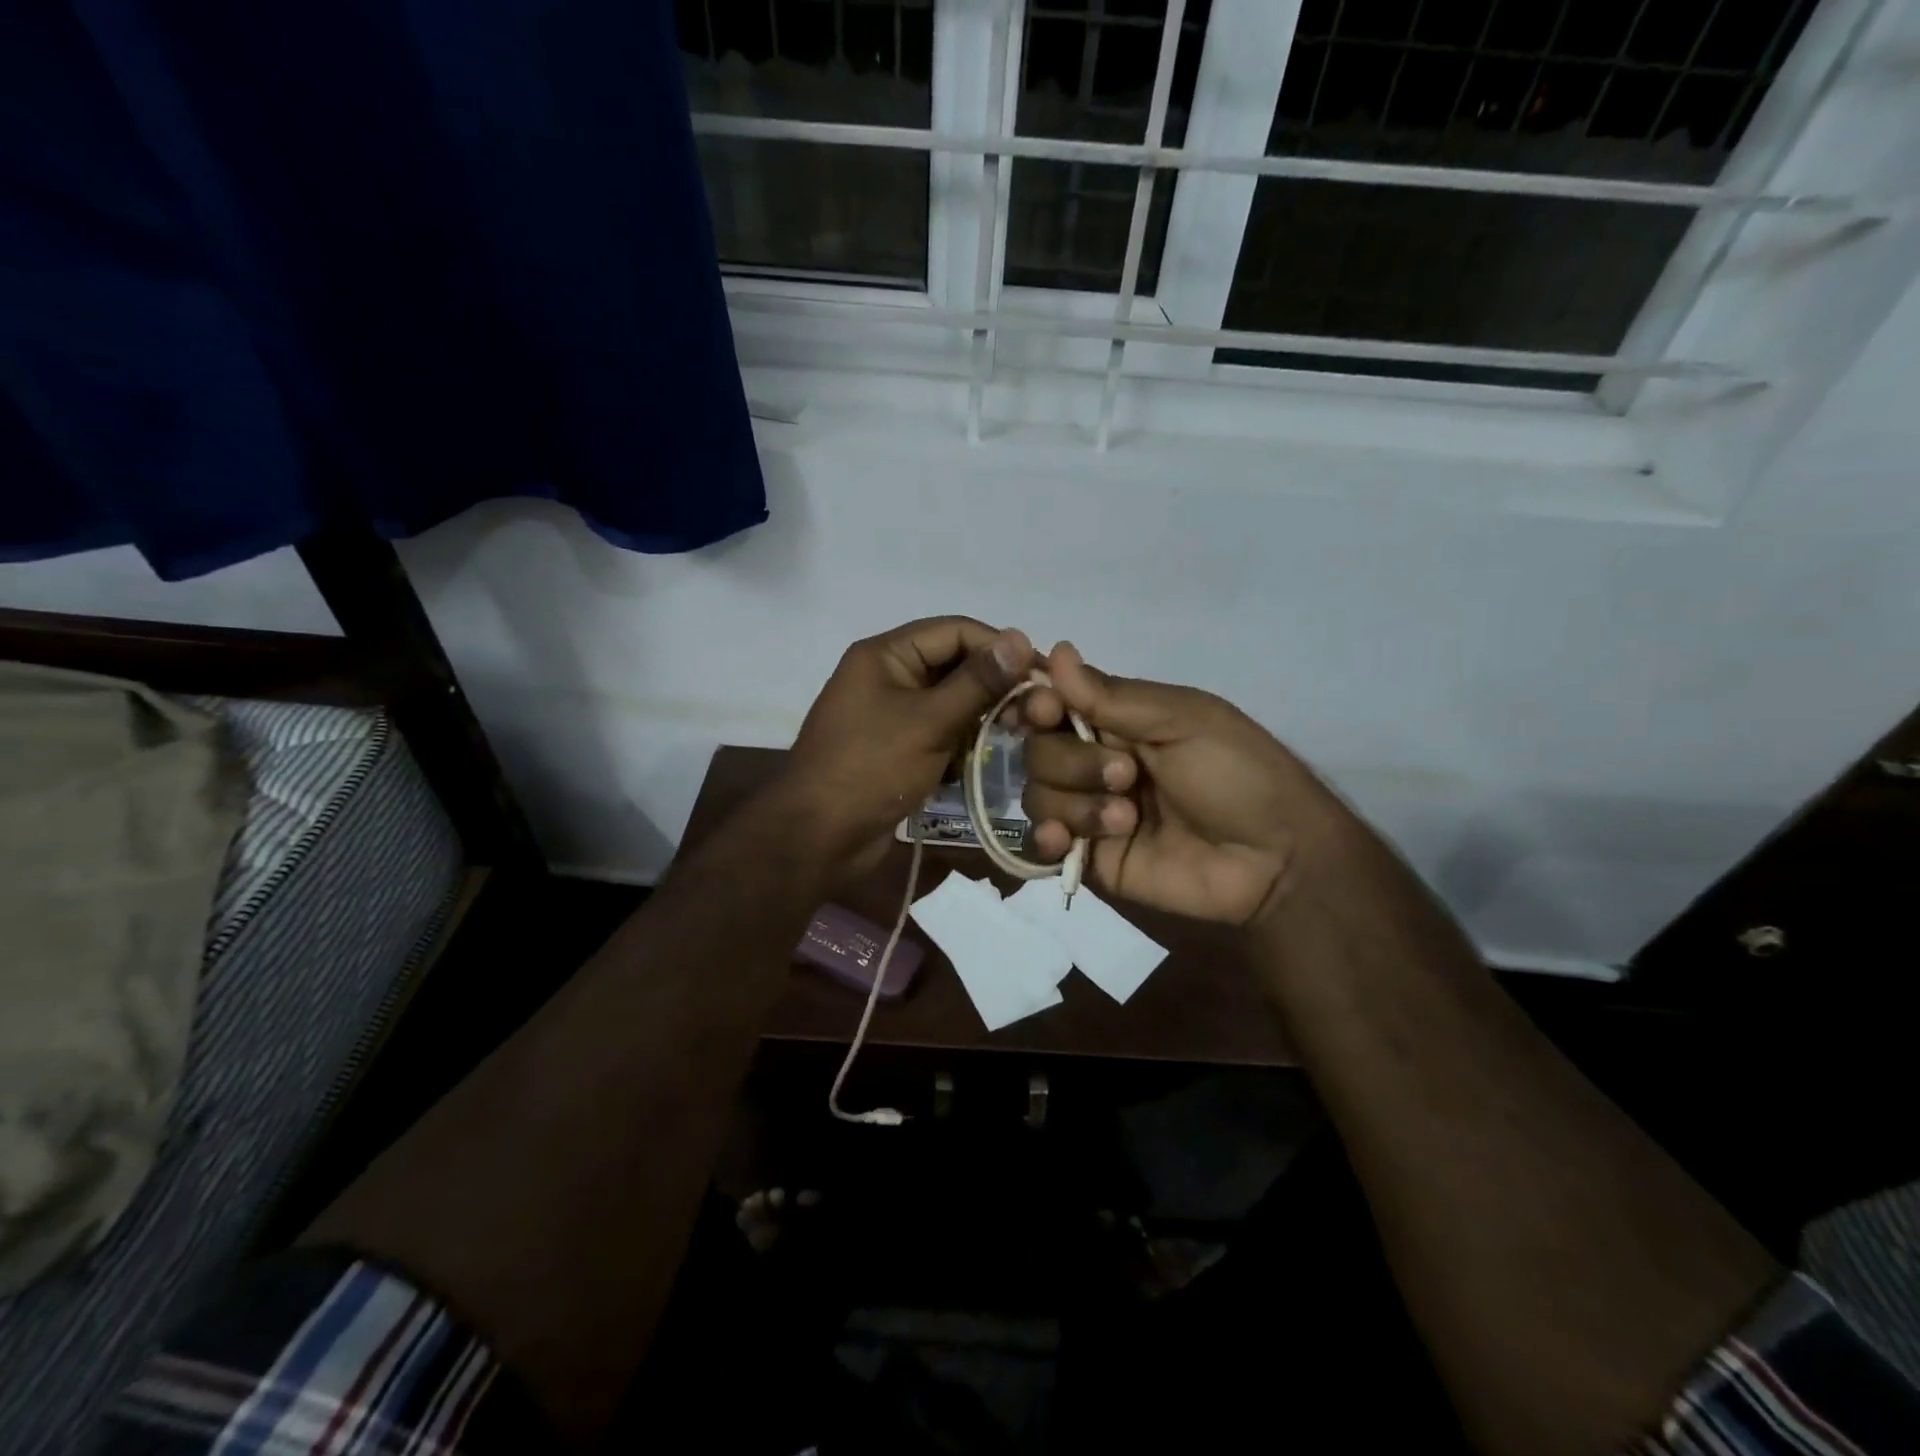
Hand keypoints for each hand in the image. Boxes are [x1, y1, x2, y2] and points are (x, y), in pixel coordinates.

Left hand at [780, 617, 1033, 874]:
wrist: (818, 839)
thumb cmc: (870, 769)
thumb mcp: (929, 722)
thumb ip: (977, 682)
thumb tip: (1021, 638)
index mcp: (885, 655)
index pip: (955, 631)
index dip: (1000, 648)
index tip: (1042, 674)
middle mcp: (888, 676)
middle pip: (953, 665)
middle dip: (992, 687)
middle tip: (1035, 712)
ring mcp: (890, 714)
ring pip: (950, 702)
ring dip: (980, 718)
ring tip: (1015, 738)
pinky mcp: (896, 748)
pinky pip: (939, 732)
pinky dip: (961, 744)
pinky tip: (980, 762)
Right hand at [1021, 643, 1348, 926]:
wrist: (1274, 858)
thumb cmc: (1238, 773)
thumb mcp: (1183, 720)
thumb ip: (1112, 696)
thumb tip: (1055, 651)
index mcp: (1116, 721)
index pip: (1050, 704)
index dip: (1035, 705)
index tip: (1046, 710)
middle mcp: (1093, 761)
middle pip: (1037, 752)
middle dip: (1073, 762)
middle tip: (1127, 775)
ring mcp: (1089, 811)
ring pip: (1037, 796)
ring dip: (1076, 804)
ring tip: (1128, 819)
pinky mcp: (1089, 858)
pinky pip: (1040, 847)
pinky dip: (1045, 840)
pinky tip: (1065, 841)